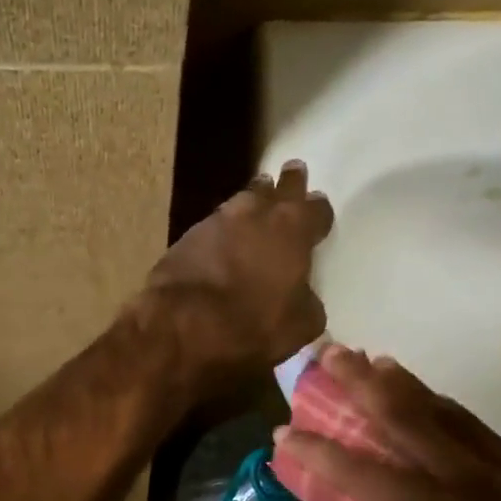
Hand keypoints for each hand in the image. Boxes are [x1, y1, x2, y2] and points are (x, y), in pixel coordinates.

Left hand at [137, 162, 333, 390]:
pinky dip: (224, 228)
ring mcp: (218, 220)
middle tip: (293, 174)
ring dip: (254, 198)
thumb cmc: (251, 324)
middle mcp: (257, 213)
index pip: (316, 209)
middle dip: (288, 184)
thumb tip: (303, 298)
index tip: (319, 210)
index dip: (319, 211)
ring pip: (244, 199)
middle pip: (278, 188)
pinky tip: (223, 237)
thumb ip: (308, 303)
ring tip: (258, 199)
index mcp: (293, 230)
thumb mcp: (299, 326)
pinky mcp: (187, 235)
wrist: (181, 323)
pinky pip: (215, 224)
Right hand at [273, 347, 500, 500]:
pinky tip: (431, 403)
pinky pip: (481, 433)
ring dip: (406, 385)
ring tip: (376, 362)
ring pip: (447, 413)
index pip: (359, 472)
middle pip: (406, 416)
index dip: (316, 451)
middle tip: (331, 354)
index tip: (283, 431)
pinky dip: (447, 411)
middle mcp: (470, 481)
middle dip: (362, 382)